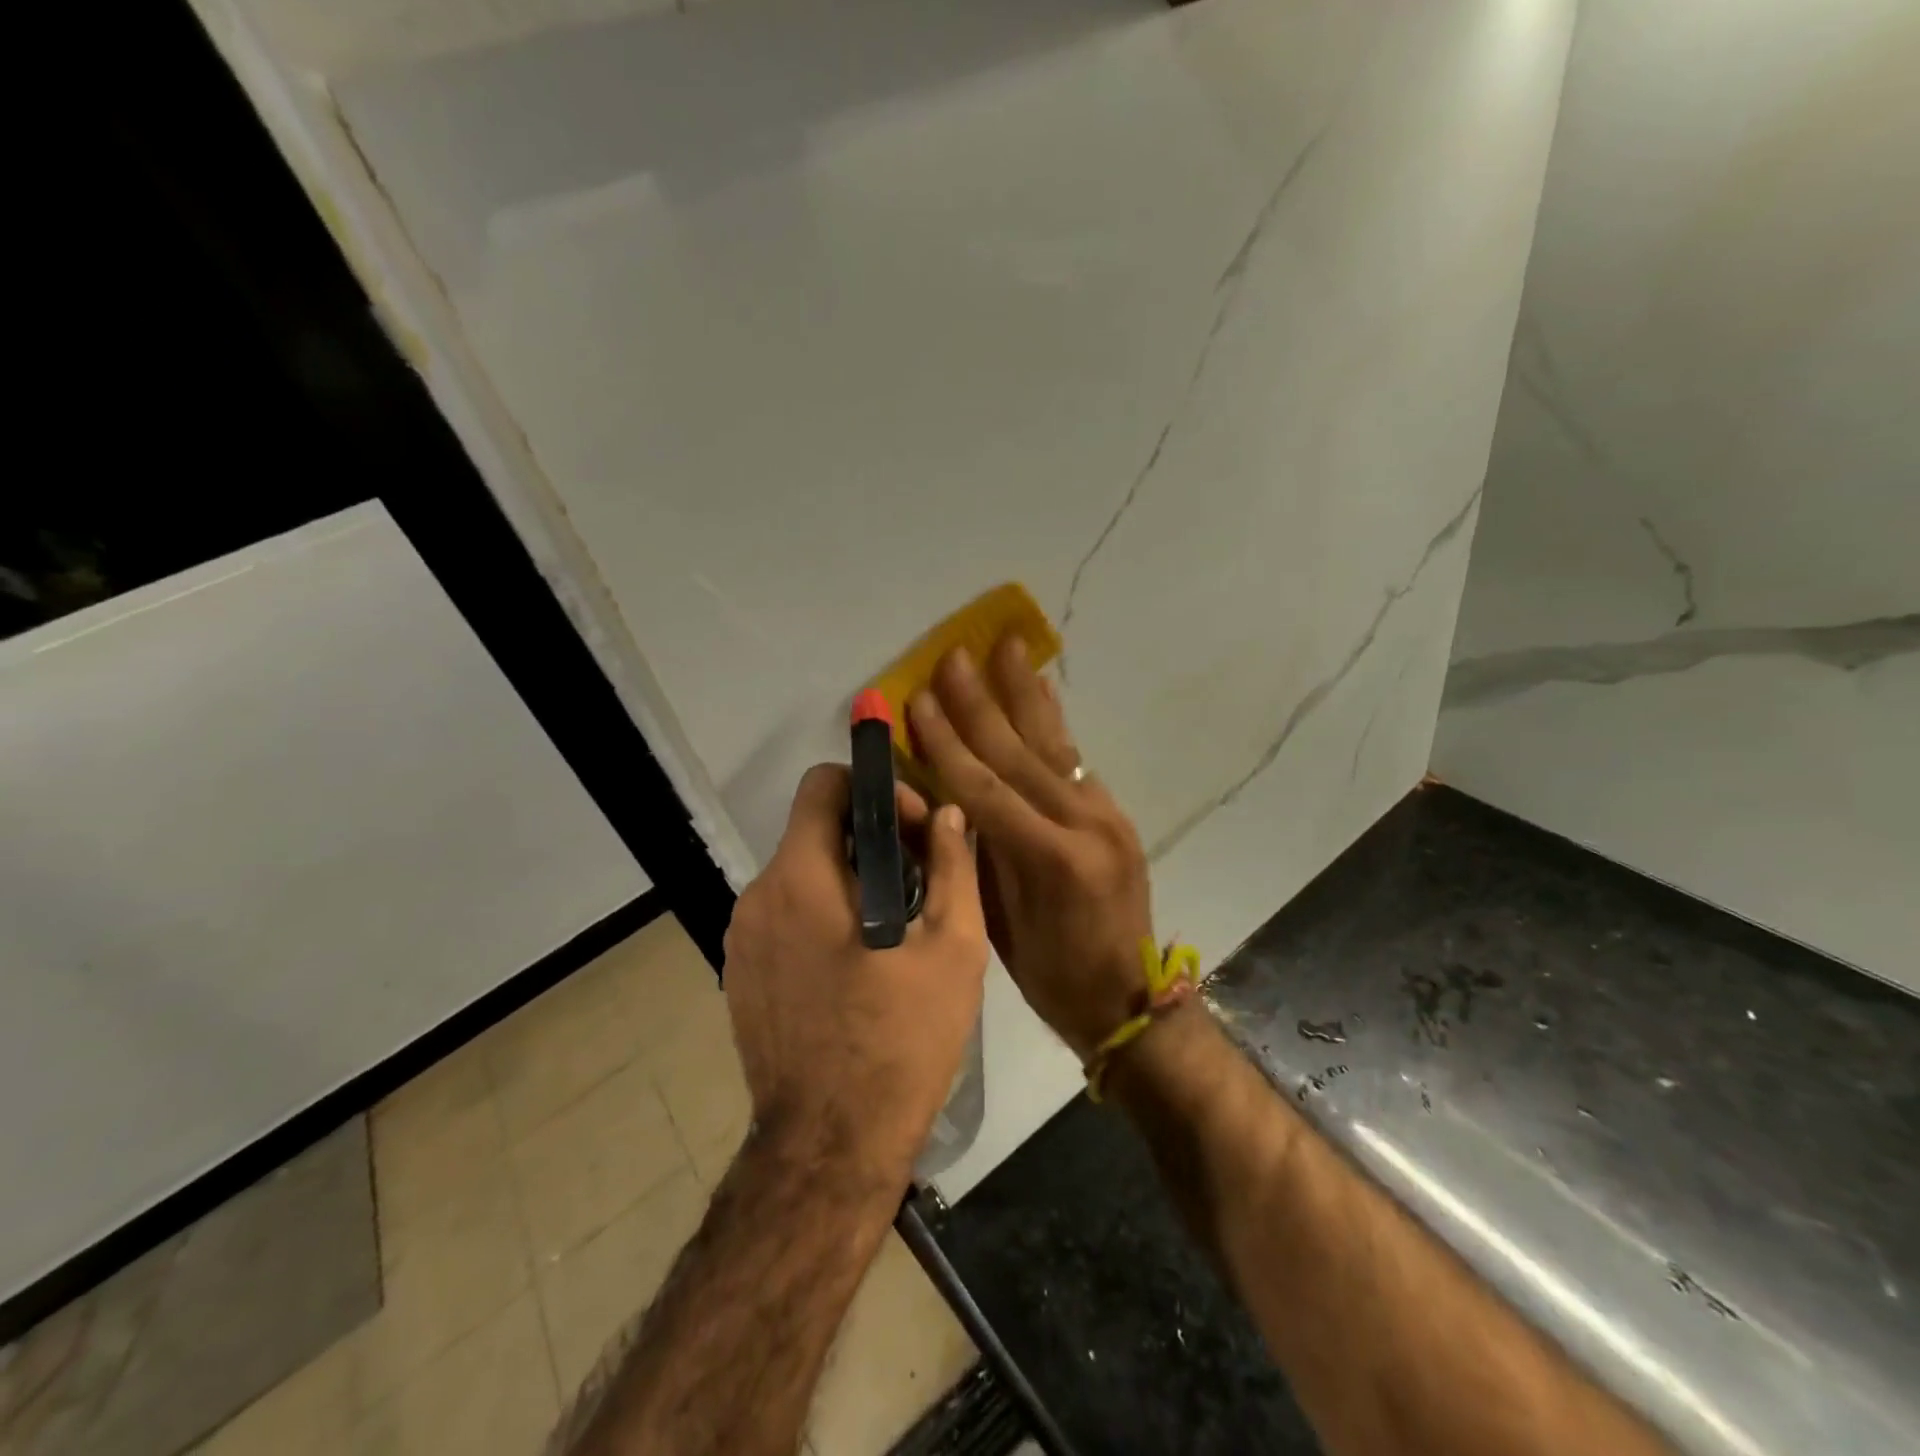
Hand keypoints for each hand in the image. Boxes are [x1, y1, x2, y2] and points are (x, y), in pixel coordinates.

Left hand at [722, 764, 987, 1192]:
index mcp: (800, 878)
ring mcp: (740, 938)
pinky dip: (822, 913)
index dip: (873, 790)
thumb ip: (953, 867)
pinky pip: (784, 915)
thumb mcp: (952, 948)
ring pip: (800, 873)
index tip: (913, 830)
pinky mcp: (739, 973)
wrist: (830, 1147)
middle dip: (870, 837)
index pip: (822, 784)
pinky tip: (858, 962)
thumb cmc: (900, 1041)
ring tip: (896, 924)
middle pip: (814, 830)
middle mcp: (758, 896)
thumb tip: (950, 814)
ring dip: (848, 878)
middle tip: (920, 878)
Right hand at [907, 638, 1154, 1060]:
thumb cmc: (1052, 978)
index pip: (984, 787)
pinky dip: (1053, 723)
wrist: (1130, 1001)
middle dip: (981, 702)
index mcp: (1049, 859)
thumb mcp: (998, 927)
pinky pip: (1075, 760)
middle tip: (956, 655)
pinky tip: (1043, 692)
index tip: (919, 699)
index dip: (946, 742)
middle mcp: (1083, 824)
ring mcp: (1106, 814)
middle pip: (1019, 753)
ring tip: (1009, 647)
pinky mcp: (1114, 814)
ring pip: (1054, 743)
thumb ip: (975, 857)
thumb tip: (943, 800)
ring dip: (1025, 693)